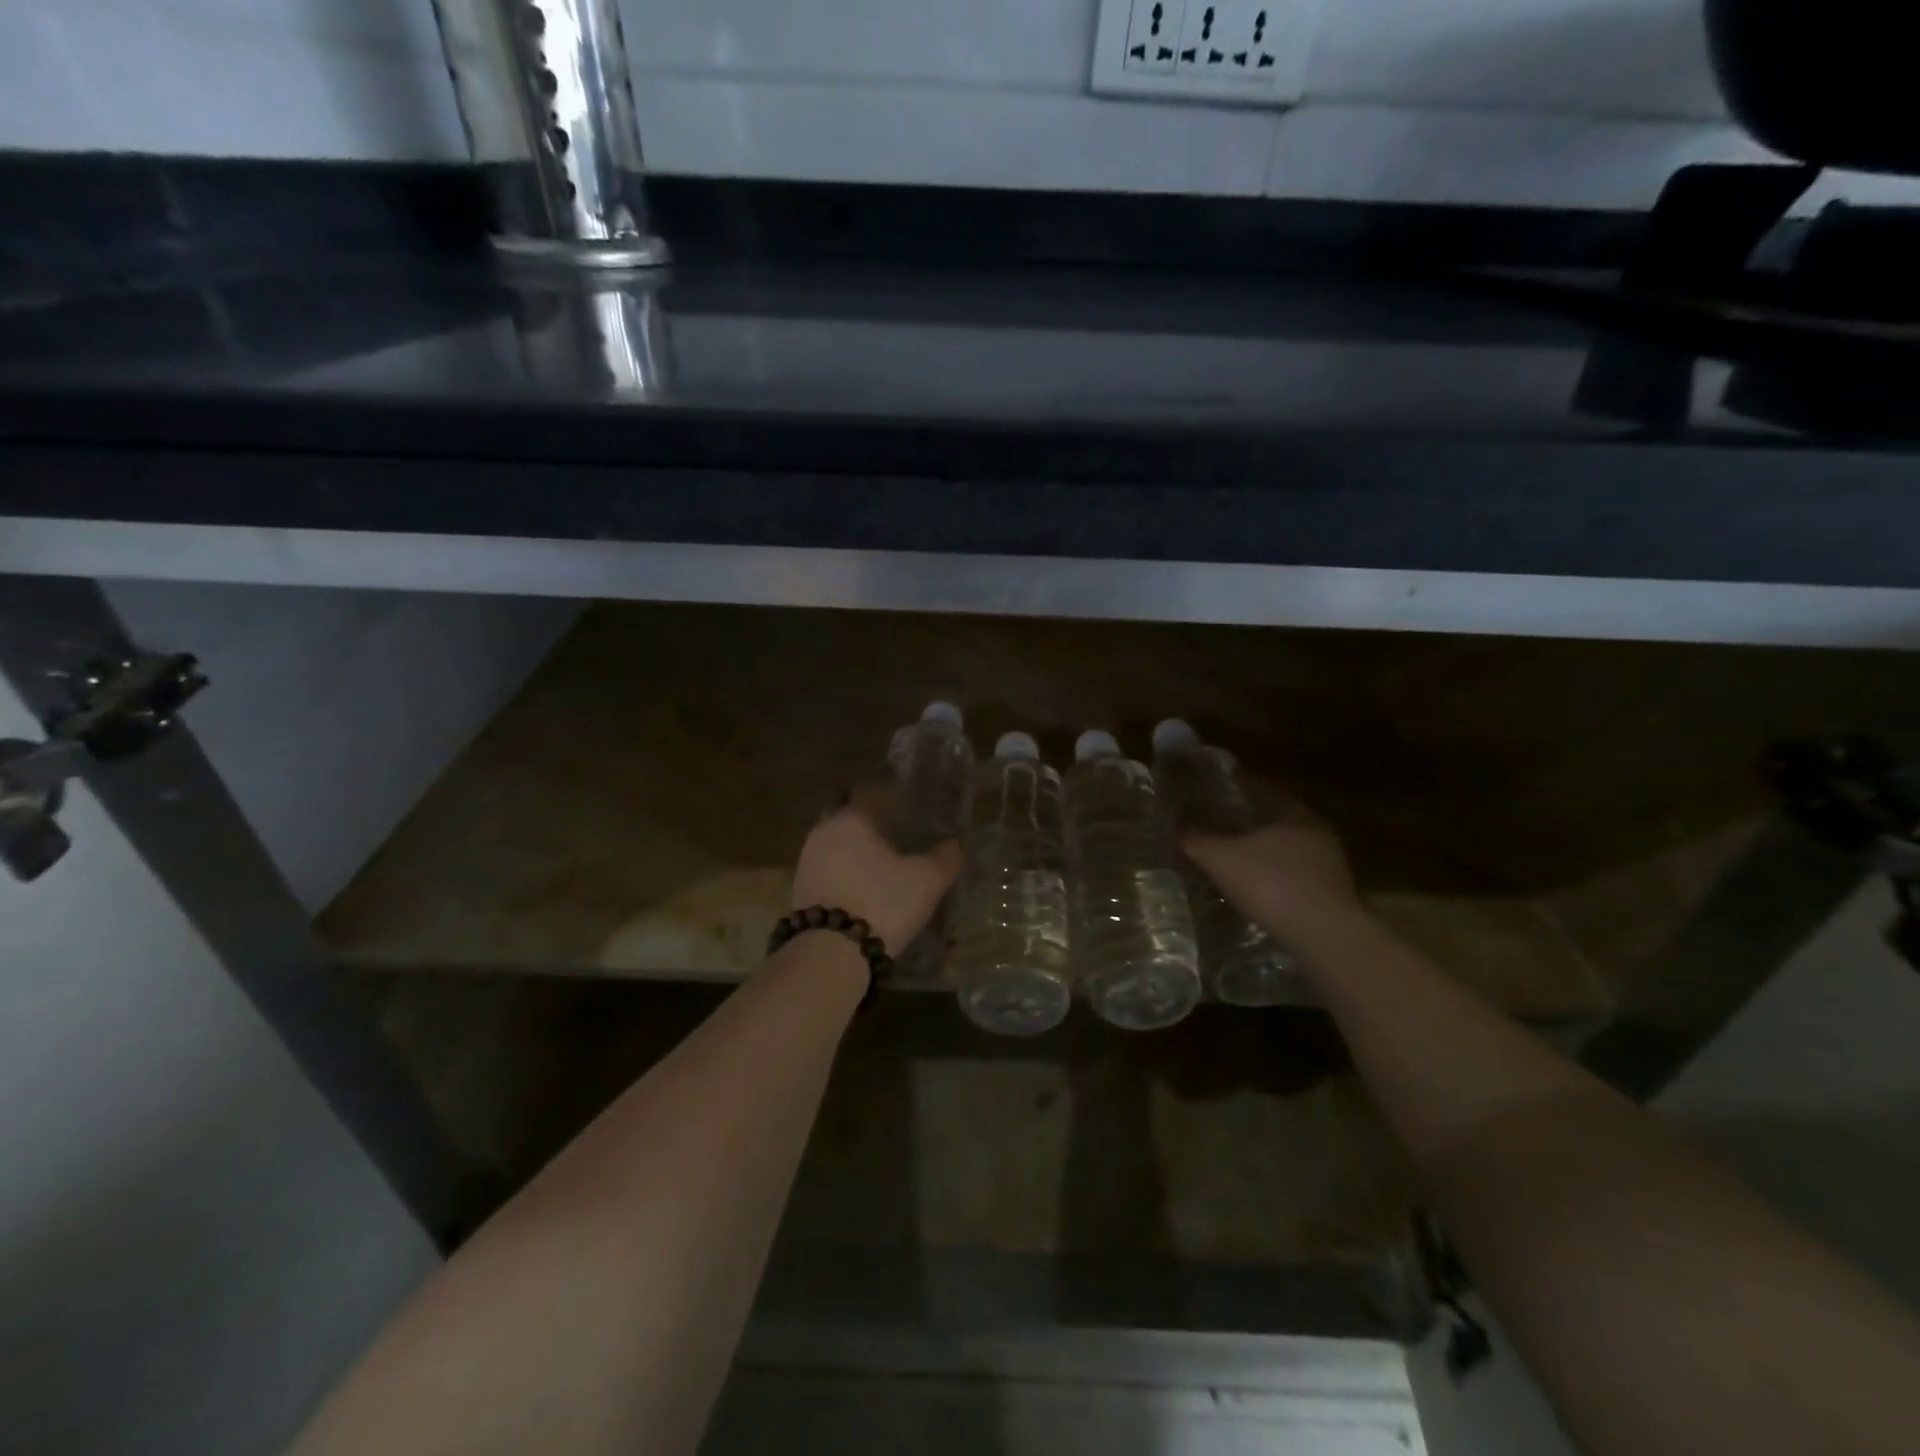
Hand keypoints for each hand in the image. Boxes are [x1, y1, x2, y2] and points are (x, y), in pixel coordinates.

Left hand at [791, 785, 960, 953]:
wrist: (829, 953)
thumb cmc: (881, 903)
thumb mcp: (926, 881)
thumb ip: (945, 858)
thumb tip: (955, 843)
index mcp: (853, 817)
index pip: (871, 790)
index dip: (892, 793)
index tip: (910, 802)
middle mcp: (824, 829)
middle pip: (849, 813)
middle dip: (870, 820)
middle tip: (896, 832)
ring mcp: (807, 858)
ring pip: (836, 840)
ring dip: (855, 847)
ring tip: (881, 861)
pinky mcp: (800, 887)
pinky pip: (827, 866)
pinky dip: (844, 869)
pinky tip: (862, 884)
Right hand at [1181, 788, 1362, 943]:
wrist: (1323, 935)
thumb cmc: (1270, 883)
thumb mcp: (1220, 858)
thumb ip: (1195, 840)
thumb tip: (1175, 828)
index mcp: (1294, 813)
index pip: (1261, 791)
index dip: (1234, 791)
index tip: (1212, 795)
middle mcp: (1317, 833)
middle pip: (1275, 822)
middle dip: (1247, 825)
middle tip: (1218, 828)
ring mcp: (1329, 866)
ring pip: (1287, 852)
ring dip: (1263, 856)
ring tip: (1233, 862)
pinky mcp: (1332, 896)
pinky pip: (1295, 878)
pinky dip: (1275, 880)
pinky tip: (1256, 891)